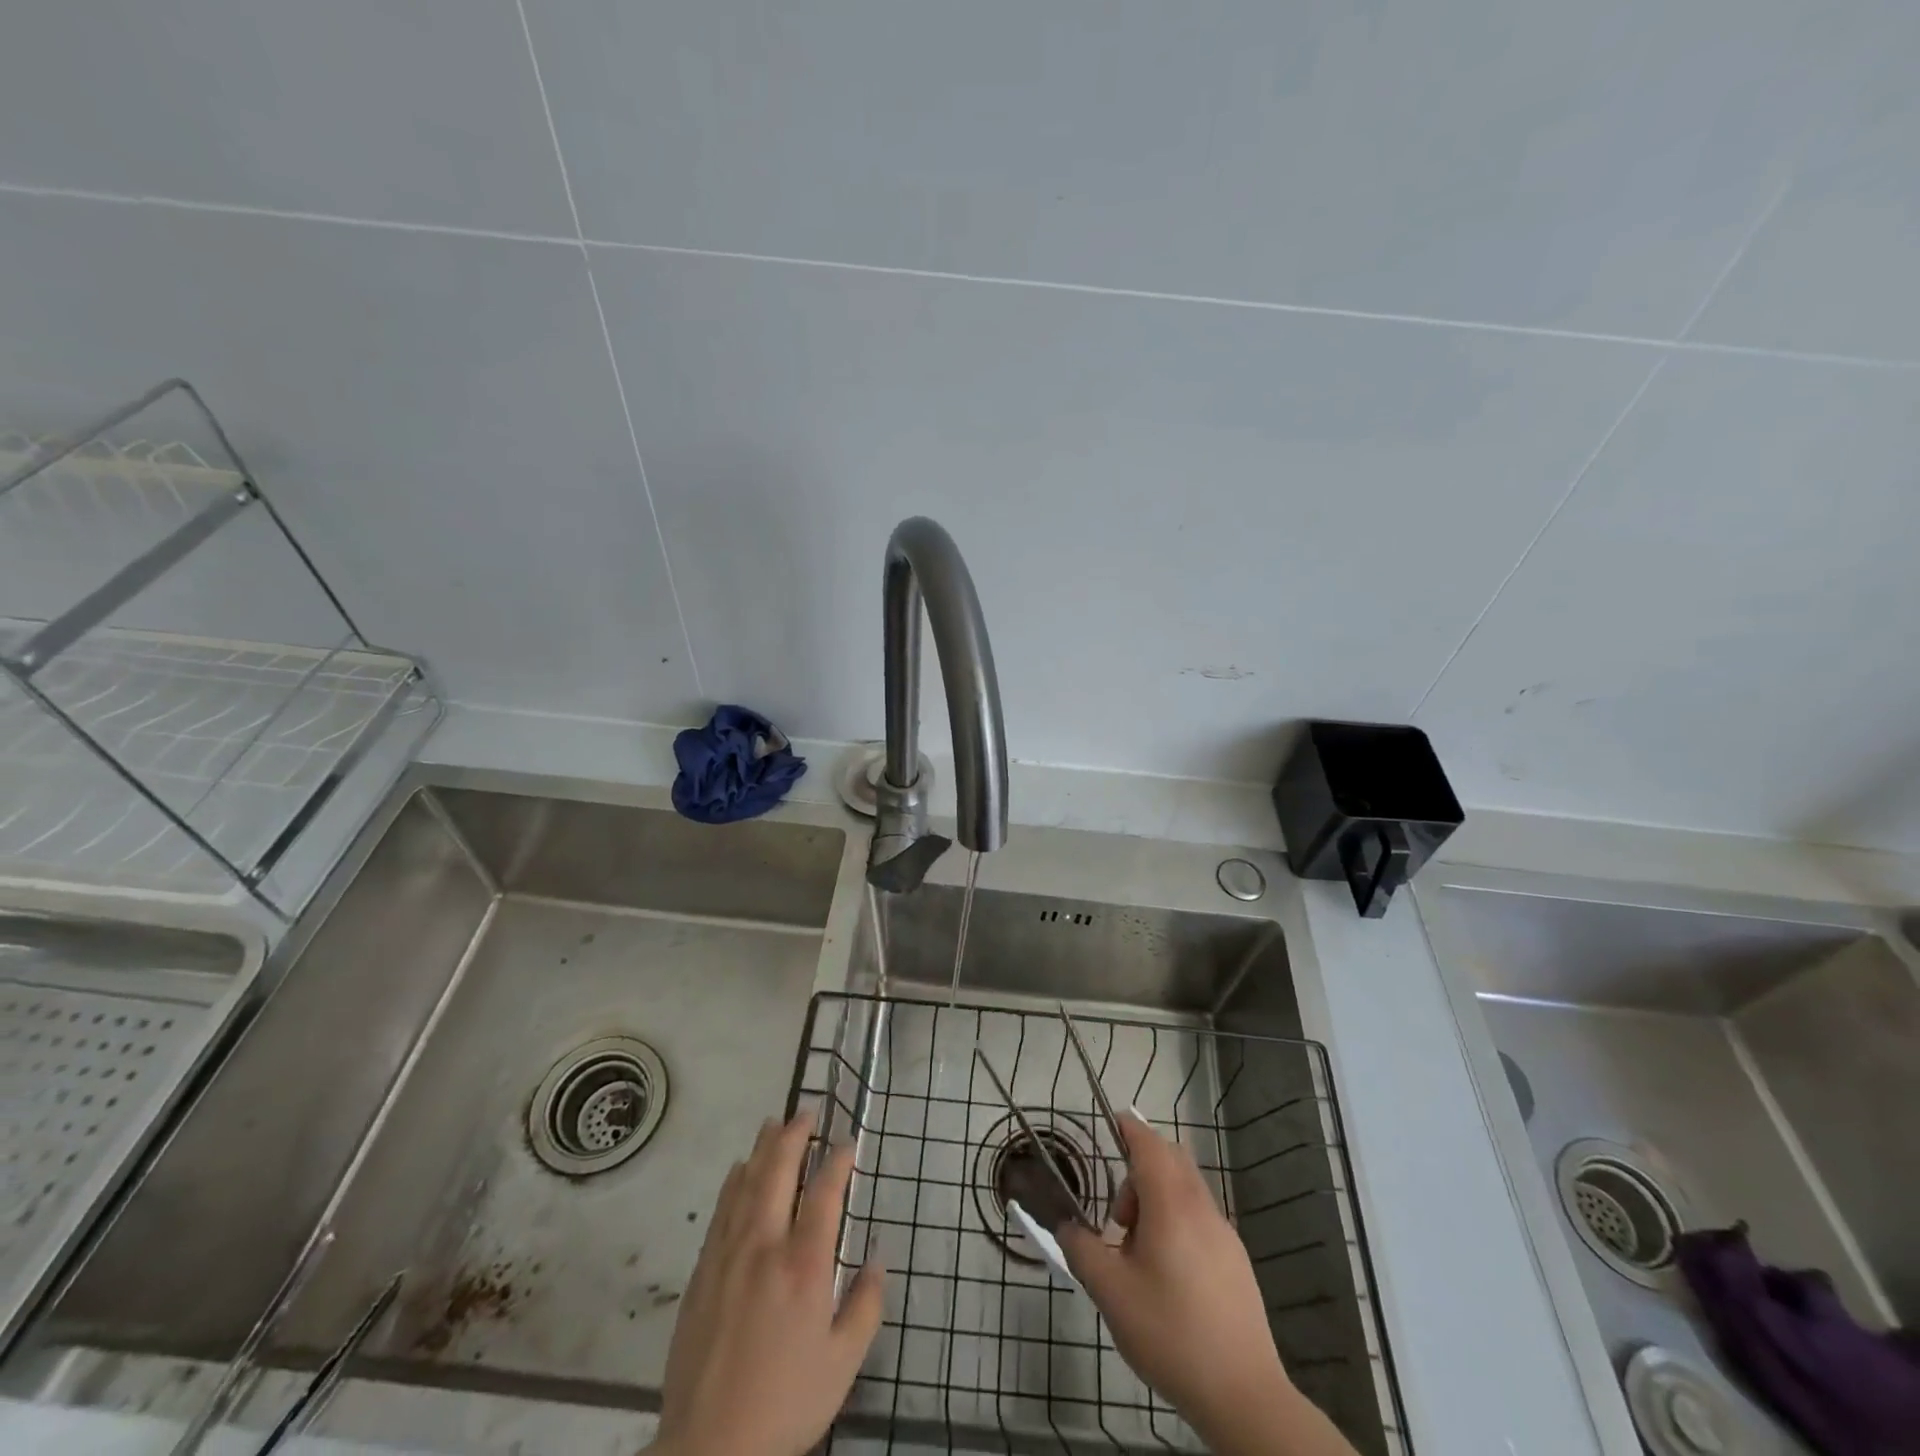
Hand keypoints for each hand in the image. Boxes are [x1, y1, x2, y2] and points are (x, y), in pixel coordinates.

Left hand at [649, 1111, 884, 1455]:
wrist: (708, 1449)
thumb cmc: (784, 1404)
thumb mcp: (843, 1365)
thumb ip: (865, 1307)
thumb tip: (877, 1260)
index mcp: (804, 1265)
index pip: (825, 1193)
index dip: (838, 1160)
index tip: (848, 1142)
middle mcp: (765, 1246)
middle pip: (778, 1172)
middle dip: (794, 1136)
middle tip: (806, 1112)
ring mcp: (729, 1255)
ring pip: (746, 1184)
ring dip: (762, 1149)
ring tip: (773, 1124)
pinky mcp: (703, 1272)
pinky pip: (721, 1210)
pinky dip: (734, 1181)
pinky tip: (739, 1171)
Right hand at [1057, 1112, 1357, 1455]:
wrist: (1243, 1394)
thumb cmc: (1170, 1333)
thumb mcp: (1111, 1293)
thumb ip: (1081, 1250)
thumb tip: (1066, 1226)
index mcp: (1171, 1204)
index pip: (1149, 1144)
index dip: (1129, 1128)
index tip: (1111, 1123)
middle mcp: (1201, 1207)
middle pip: (1171, 1160)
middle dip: (1139, 1171)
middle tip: (1118, 1216)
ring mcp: (1224, 1233)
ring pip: (1186, 1190)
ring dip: (1158, 1200)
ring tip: (1138, 1252)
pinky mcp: (1236, 1260)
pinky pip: (1200, 1218)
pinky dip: (1177, 1222)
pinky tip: (1167, 1274)